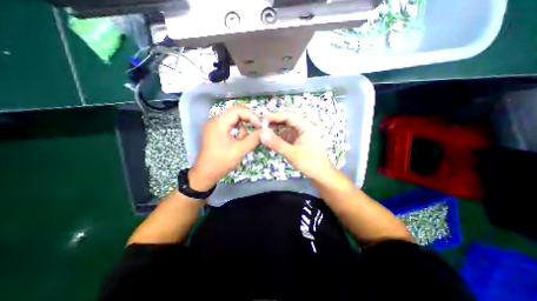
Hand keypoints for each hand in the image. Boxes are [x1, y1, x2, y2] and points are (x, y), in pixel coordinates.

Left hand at [190, 105, 263, 190]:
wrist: (205, 174)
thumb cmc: (221, 162)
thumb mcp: (240, 150)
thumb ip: (253, 139)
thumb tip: (265, 131)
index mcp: (219, 122)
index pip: (238, 110)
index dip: (251, 116)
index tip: (260, 126)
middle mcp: (215, 121)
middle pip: (236, 113)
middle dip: (249, 121)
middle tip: (258, 129)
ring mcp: (215, 126)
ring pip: (234, 120)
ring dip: (243, 129)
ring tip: (243, 141)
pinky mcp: (216, 132)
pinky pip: (231, 126)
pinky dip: (238, 132)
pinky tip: (238, 142)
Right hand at [261, 111, 333, 180]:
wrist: (321, 174)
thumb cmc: (310, 163)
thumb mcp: (292, 154)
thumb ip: (277, 144)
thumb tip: (261, 134)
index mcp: (306, 126)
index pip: (288, 116)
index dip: (275, 116)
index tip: (262, 120)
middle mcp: (303, 127)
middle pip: (287, 119)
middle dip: (274, 121)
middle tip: (261, 125)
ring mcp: (300, 133)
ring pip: (286, 126)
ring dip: (275, 127)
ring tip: (263, 130)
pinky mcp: (297, 139)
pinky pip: (286, 133)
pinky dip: (278, 135)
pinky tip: (271, 138)